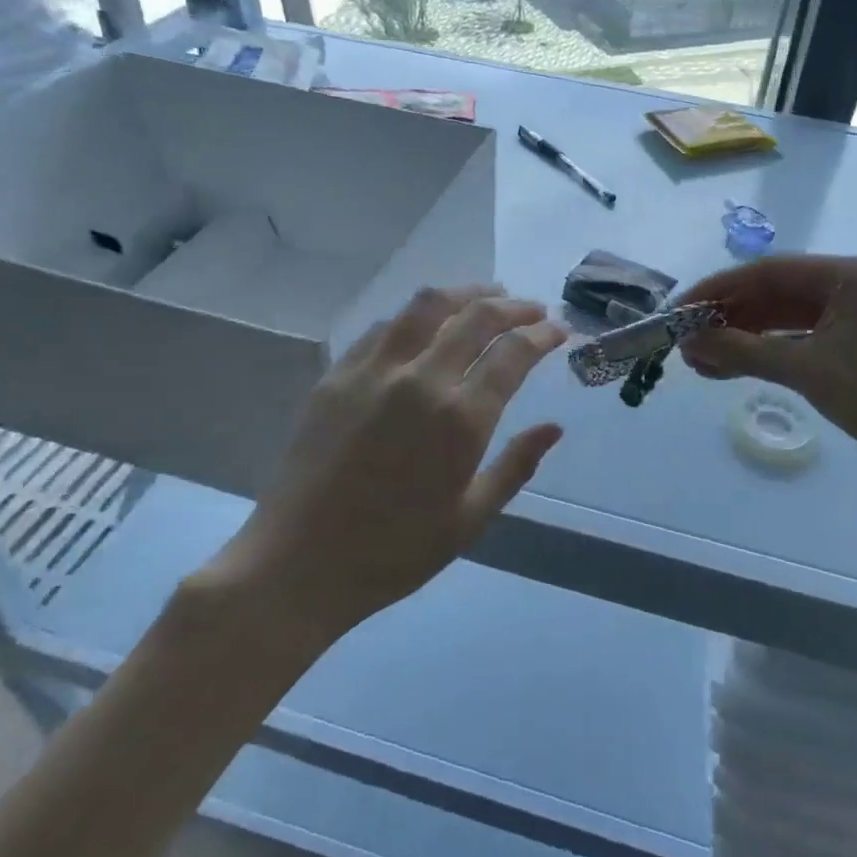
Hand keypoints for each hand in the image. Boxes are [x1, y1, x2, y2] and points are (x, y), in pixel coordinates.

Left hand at [201, 286, 567, 641]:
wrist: (299, 564)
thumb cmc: (394, 552)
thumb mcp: (469, 520)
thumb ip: (516, 466)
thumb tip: (554, 428)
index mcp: (460, 420)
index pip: (512, 354)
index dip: (541, 334)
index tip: (558, 329)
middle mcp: (420, 381)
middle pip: (476, 317)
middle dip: (512, 306)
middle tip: (531, 307)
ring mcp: (373, 372)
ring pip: (426, 306)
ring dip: (464, 293)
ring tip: (485, 294)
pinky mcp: (337, 375)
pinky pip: (384, 327)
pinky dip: (415, 316)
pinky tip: (425, 324)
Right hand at [677, 255, 856, 489]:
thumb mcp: (806, 371)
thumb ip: (743, 352)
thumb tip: (689, 343)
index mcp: (852, 274)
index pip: (770, 271)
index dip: (720, 288)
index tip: (682, 309)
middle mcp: (855, 282)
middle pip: (777, 292)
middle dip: (730, 317)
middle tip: (687, 339)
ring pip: (785, 316)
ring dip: (744, 337)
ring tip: (700, 359)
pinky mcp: (856, 337)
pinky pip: (802, 336)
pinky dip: (768, 350)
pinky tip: (731, 366)